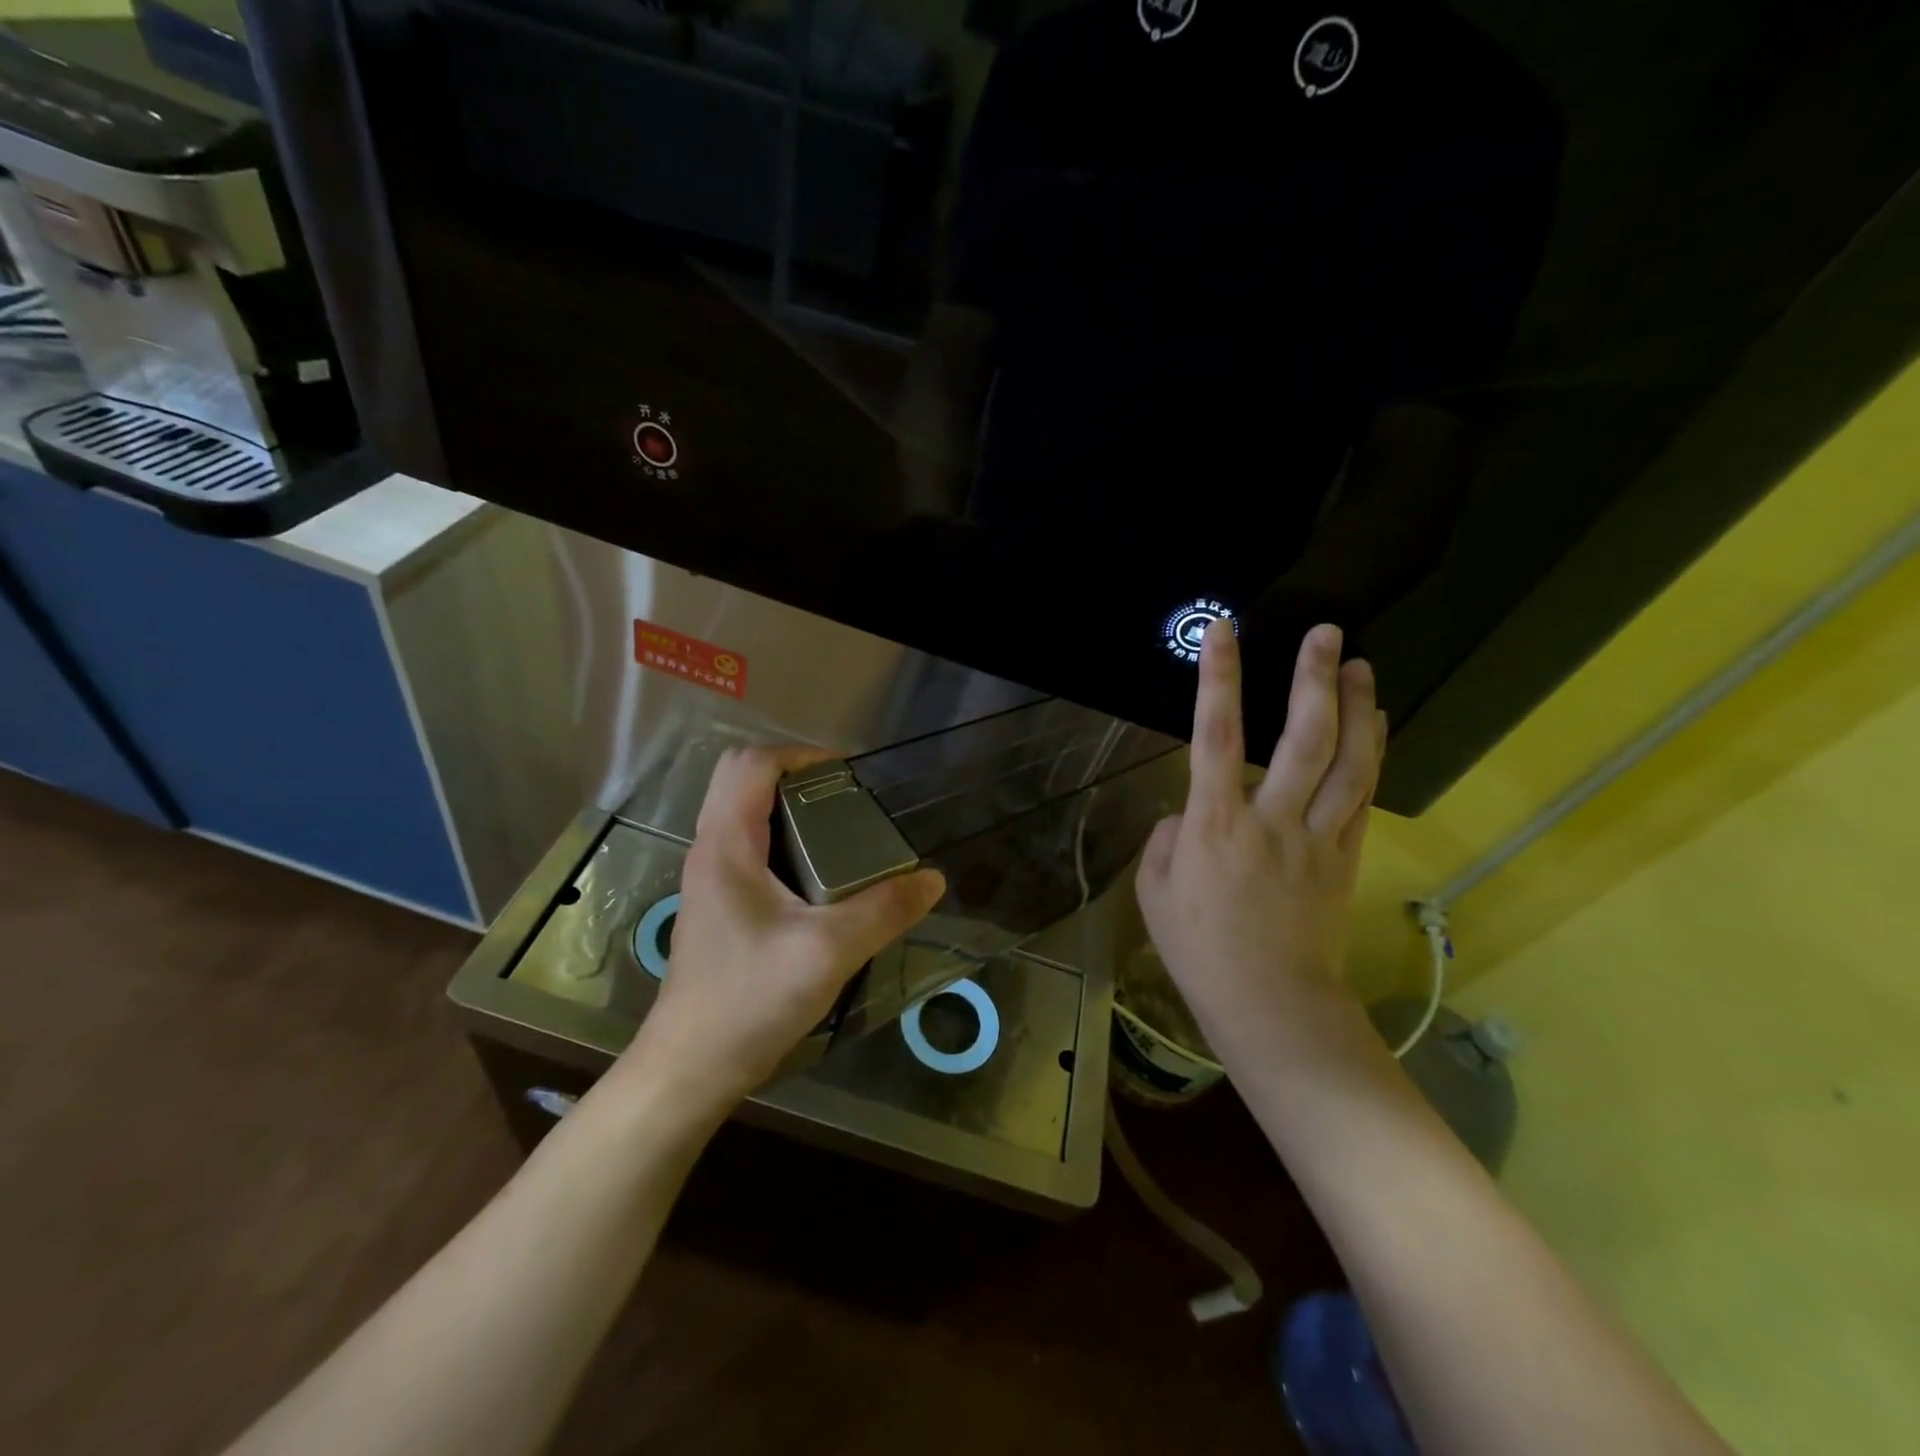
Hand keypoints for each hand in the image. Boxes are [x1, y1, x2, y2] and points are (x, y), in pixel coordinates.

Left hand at [623, 746, 945, 1115]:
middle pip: (740, 780)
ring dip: (787, 806)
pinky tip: (819, 877)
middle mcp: (710, 850)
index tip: (849, 775)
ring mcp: (709, 879)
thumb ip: (884, 911)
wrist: (690, 1068)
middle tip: (845, 800)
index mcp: (726, 844)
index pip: (751, 764)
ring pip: (741, 813)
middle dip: (794, 775)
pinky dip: (781, 838)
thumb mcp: (829, 952)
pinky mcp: (717, 906)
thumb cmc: (750, 999)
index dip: (801, 754)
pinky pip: (746, 846)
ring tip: (840, 832)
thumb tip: (933, 880)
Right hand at [1135, 620, 1383, 1070]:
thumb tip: (1190, 813)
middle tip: (1326, 632)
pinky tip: (1376, 723)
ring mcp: (1316, 836)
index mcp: (1215, 823)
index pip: (1214, 734)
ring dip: (1355, 707)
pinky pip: (1363, 794)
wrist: (1271, 1004)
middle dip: (1312, 678)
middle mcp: (1271, 818)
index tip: (1223, 631)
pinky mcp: (1345, 856)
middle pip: (1302, 737)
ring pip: (1347, 761)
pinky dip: (1372, 752)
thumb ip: (1167, 840)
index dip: (1219, 678)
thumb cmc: (1200, 950)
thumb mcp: (1154, 892)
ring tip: (1358, 664)